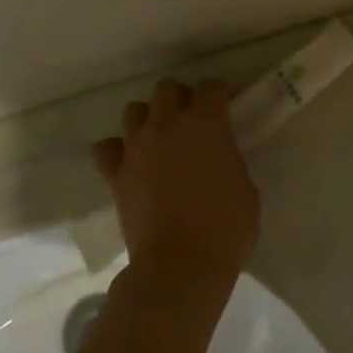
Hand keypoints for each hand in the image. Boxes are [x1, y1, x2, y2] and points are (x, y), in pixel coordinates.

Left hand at [92, 79, 260, 287]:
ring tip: (162, 140)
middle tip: (194, 121)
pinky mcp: (115, 175)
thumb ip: (231, 160)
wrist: (181, 266)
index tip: (229, 106)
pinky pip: (107, 148)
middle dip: (182, 98)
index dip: (222, 93)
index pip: (212, 87)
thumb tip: (220, 156)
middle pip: (167, 89)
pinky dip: (118, 150)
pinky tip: (131, 162)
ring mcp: (136, 148)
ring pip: (134, 111)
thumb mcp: (246, 188)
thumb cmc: (226, 229)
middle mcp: (166, 126)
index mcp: (205, 125)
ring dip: (150, 119)